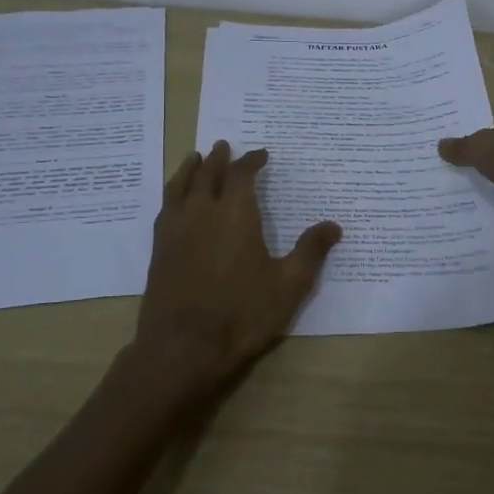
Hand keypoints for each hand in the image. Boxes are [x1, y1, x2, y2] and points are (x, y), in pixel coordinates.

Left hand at [125, 141, 340, 406]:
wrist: (183, 347)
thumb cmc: (242, 314)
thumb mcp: (289, 285)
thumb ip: (311, 252)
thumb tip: (333, 225)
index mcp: (236, 214)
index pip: (242, 175)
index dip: (251, 161)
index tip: (261, 154)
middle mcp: (202, 212)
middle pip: (208, 174)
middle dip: (219, 158)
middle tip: (225, 146)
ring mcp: (176, 230)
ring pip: (180, 186)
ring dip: (190, 169)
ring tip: (195, 159)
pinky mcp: (159, 250)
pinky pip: (166, 208)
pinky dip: (173, 193)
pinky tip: (175, 201)